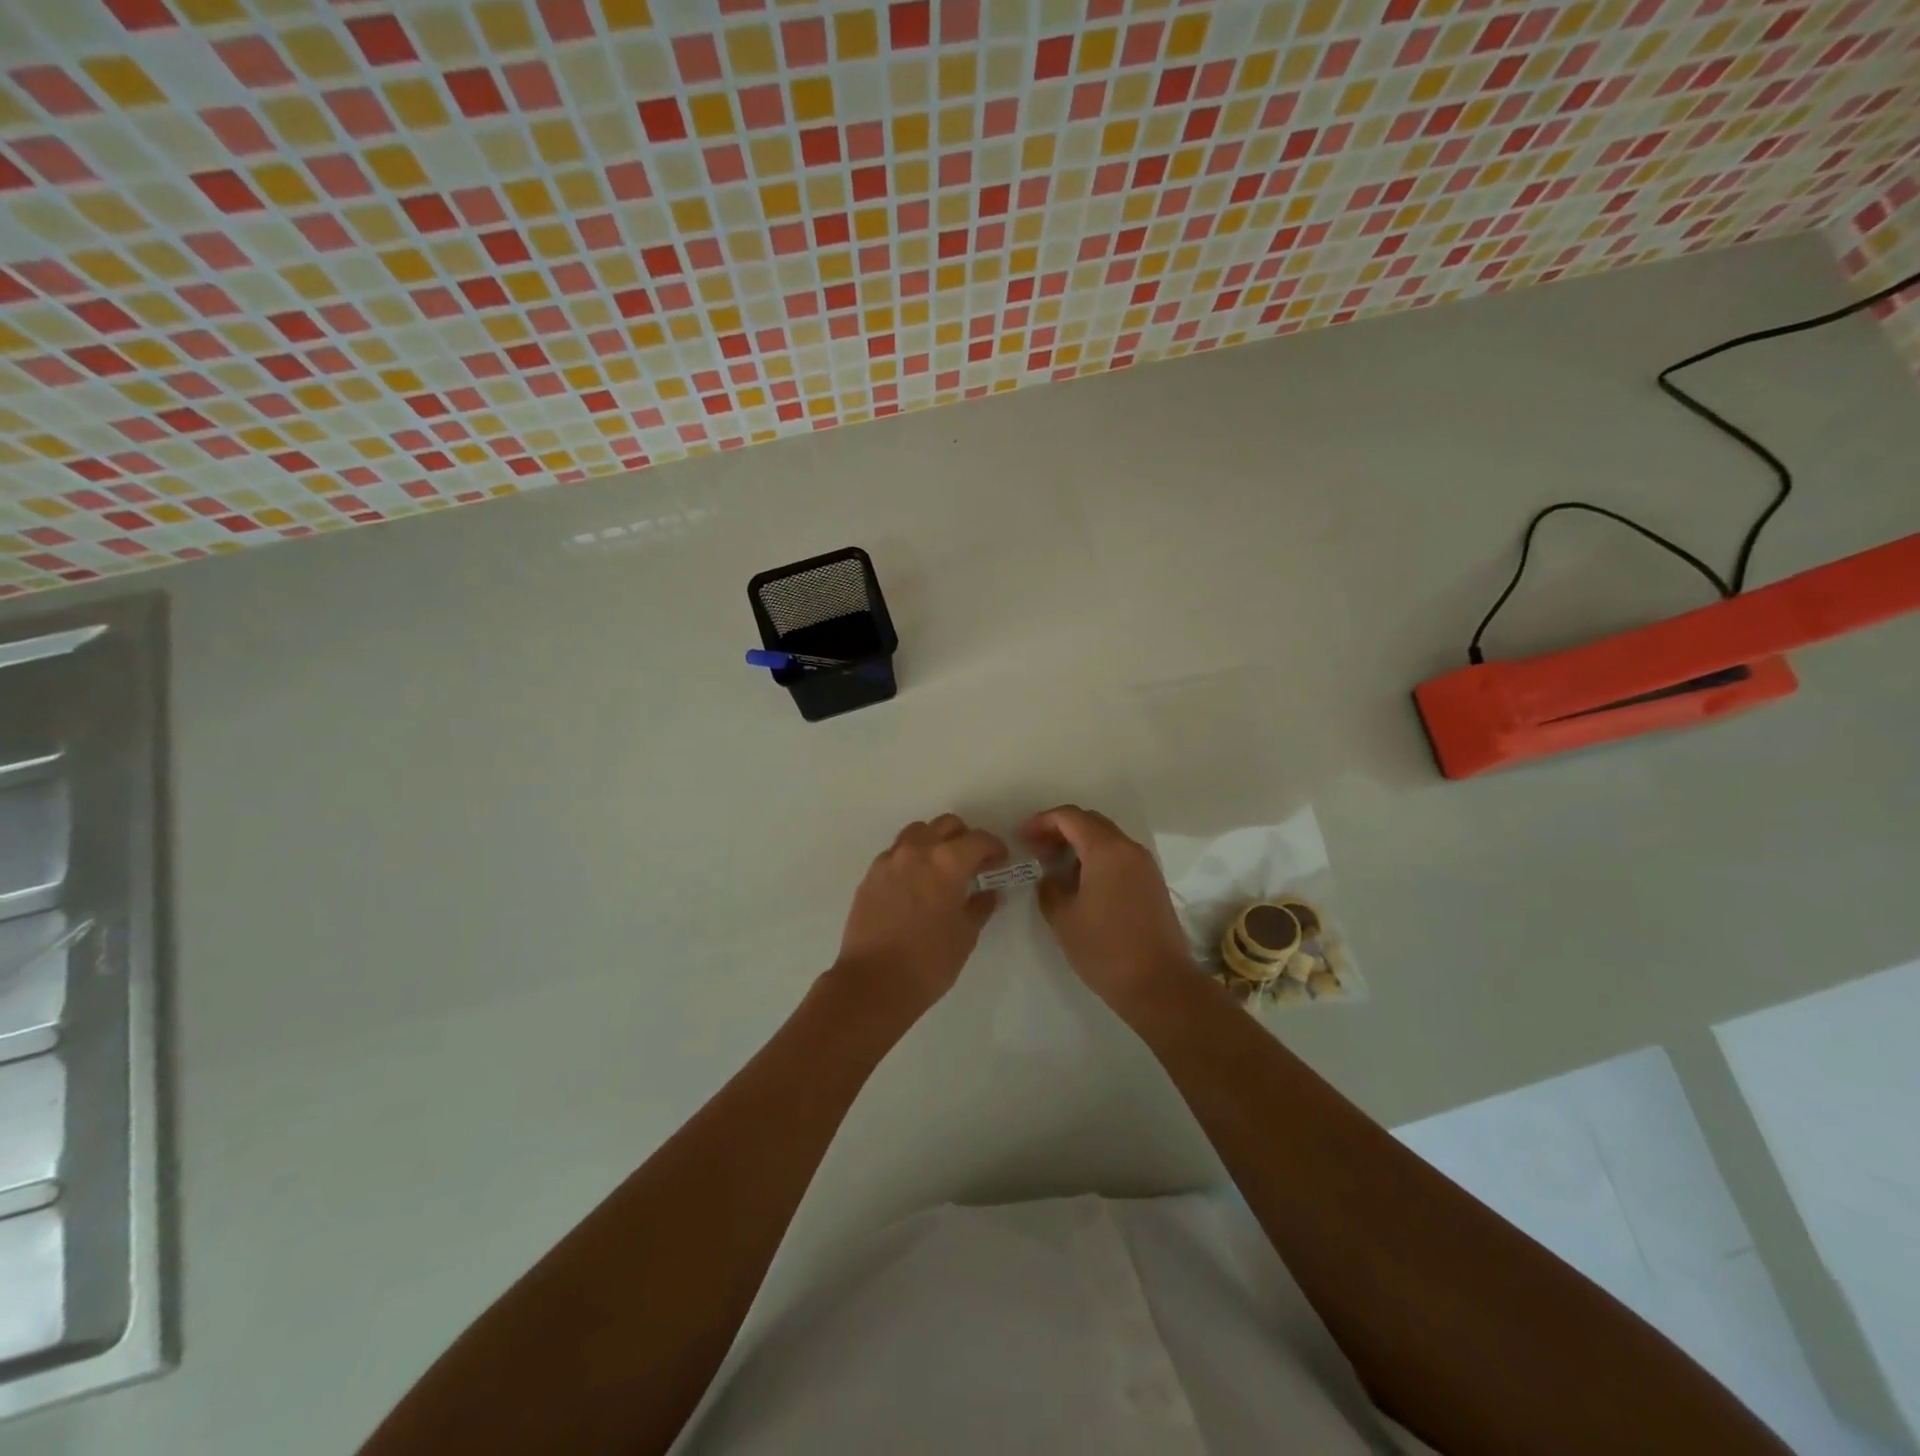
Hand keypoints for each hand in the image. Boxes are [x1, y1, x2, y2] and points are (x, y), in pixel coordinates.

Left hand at [832, 814, 1007, 1016]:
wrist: (873, 982)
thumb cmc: (929, 961)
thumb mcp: (965, 935)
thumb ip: (980, 906)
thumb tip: (989, 893)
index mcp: (947, 861)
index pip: (979, 840)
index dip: (994, 848)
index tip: (1000, 862)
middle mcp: (917, 850)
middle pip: (946, 825)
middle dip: (964, 838)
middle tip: (973, 863)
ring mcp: (889, 860)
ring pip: (918, 832)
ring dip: (935, 841)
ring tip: (941, 868)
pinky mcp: (870, 875)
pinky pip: (896, 853)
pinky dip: (912, 858)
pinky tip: (916, 884)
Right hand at [1022, 805, 1194, 1013]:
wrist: (1160, 985)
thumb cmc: (1106, 949)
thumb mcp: (1064, 919)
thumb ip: (1050, 888)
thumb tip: (1050, 877)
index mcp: (1107, 850)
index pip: (1070, 817)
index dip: (1042, 822)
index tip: (1023, 838)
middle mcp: (1129, 849)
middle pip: (1091, 822)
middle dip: (1061, 830)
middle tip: (1037, 851)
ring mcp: (1145, 866)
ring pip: (1107, 839)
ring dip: (1079, 845)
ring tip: (1055, 868)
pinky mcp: (1152, 884)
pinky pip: (1120, 857)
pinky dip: (1097, 859)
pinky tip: (1081, 884)